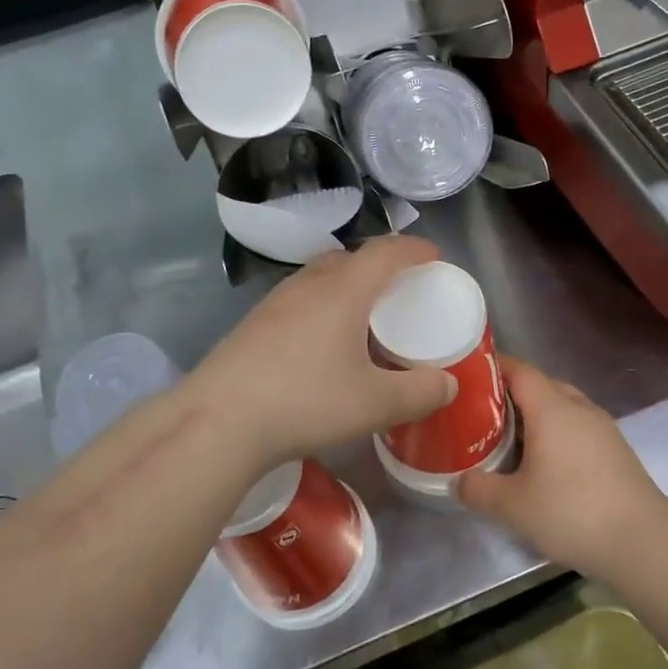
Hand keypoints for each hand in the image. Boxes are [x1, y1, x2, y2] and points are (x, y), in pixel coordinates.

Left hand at [186, 236, 457, 468]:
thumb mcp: (375, 404)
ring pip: (320, 277)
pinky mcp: (253, 323)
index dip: (415, 249)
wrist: (219, 420)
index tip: (434, 256)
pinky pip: (299, 300)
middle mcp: (309, 283)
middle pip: (350, 257)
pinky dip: (321, 307)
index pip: (386, 251)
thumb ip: (419, 392)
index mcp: (344, 289)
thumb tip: (448, 383)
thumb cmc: (306, 401)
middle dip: (379, 266)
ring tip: (362, 317)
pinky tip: (320, 344)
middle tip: (399, 291)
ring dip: (346, 285)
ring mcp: (275, 301)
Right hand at [455, 358, 667, 577]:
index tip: (469, 377)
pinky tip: (545, 463)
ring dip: (536, 415)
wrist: (643, 542)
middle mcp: (579, 408)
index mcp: (552, 408)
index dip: (493, 367)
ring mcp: (602, 428)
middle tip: (482, 414)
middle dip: (511, 394)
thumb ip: (478, 489)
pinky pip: (578, 427)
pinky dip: (557, 433)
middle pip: (541, 385)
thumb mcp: (513, 506)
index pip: (519, 369)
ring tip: (510, 439)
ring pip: (562, 406)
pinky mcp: (616, 450)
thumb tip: (458, 480)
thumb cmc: (572, 512)